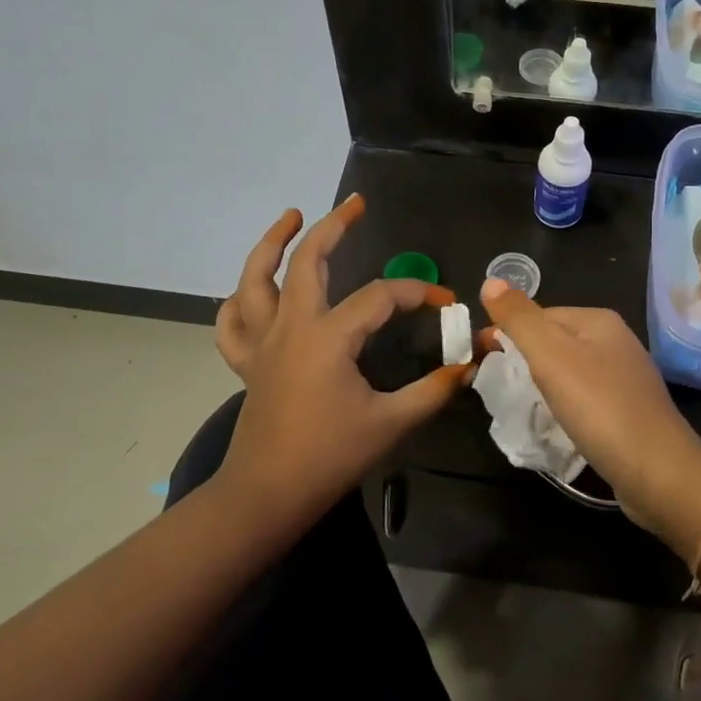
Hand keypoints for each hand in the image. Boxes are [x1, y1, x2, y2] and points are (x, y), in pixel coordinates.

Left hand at [214, 197, 466, 533]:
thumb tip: (468, 364)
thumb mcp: (390, 423)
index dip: (418, 292)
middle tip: (355, 204)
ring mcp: (263, 342)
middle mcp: (291, 326)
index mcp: (329, 336)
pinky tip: (250, 290)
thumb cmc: (328, 457)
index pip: (381, 296)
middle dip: (333, 226)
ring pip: (256, 278)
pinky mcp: (248, 363)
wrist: (266, 495)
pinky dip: (238, 300)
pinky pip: (233, 322)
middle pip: (308, 261)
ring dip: (272, 243)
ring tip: (291, 217)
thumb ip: (433, 390)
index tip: (446, 301)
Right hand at [478, 278, 700, 532]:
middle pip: (555, 341)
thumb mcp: (550, 357)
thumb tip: (490, 281)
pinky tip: (557, 423)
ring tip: (522, 406)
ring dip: (543, 384)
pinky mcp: (629, 410)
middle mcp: (616, 340)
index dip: (508, 333)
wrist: (657, 472)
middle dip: (524, 359)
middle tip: (497, 387)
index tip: (482, 360)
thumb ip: (519, 319)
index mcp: (598, 320)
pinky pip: (585, 396)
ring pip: (570, 370)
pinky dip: (565, 404)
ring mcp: (626, 376)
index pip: (539, 315)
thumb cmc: (599, 408)